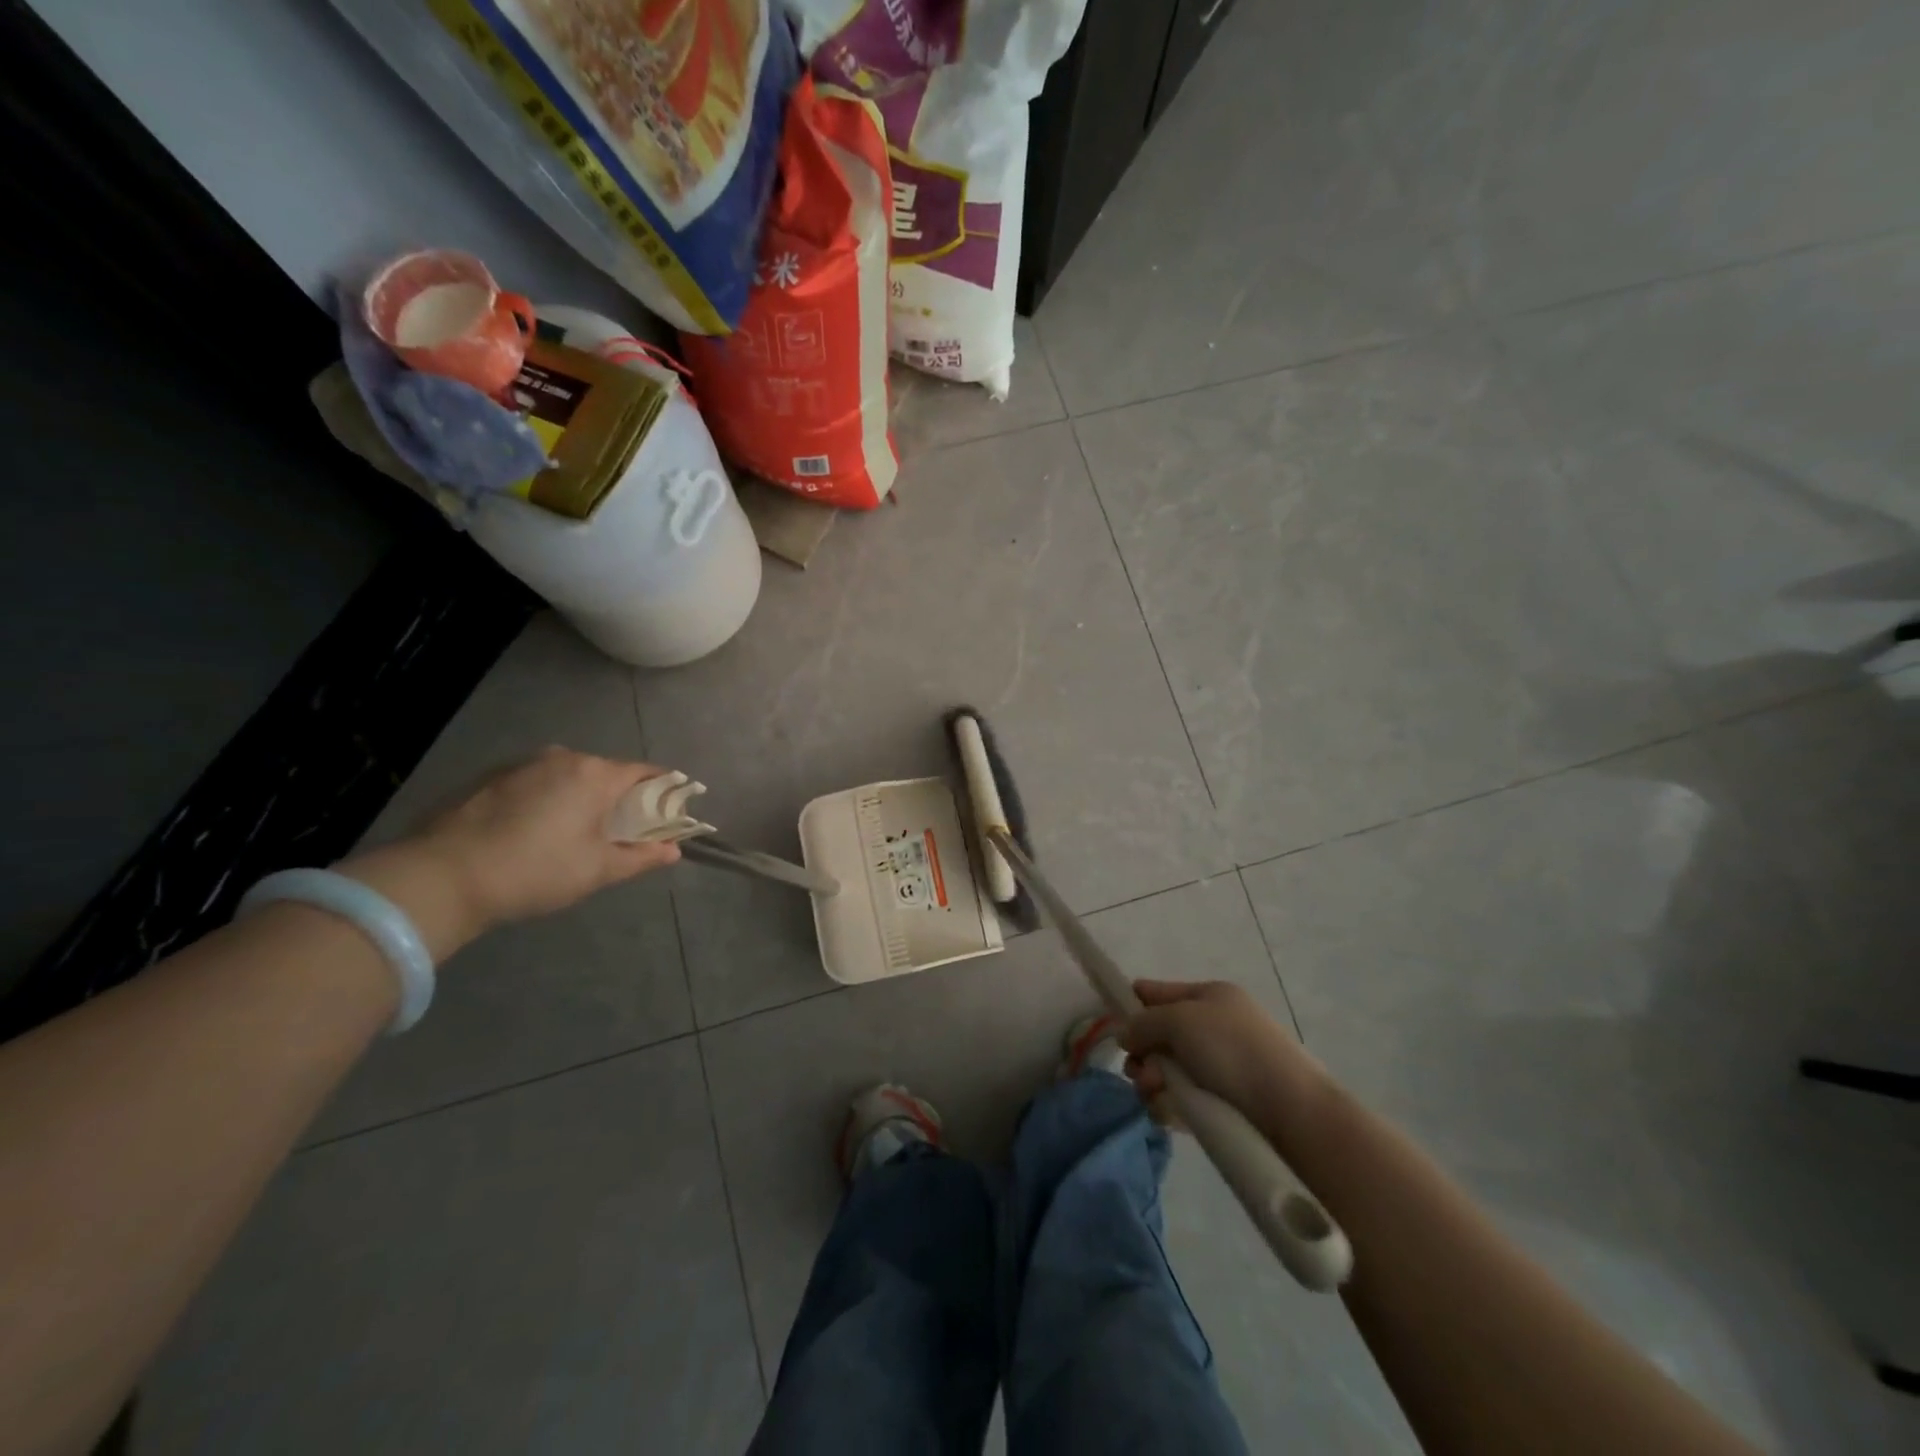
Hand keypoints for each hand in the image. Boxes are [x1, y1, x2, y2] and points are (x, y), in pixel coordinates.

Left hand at [418, 747, 682, 926]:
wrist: (440, 877)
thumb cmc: (534, 871)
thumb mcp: (597, 870)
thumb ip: (641, 857)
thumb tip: (673, 851)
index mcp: (594, 774)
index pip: (646, 773)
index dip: (665, 791)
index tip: (673, 812)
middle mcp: (562, 757)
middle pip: (607, 773)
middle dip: (621, 799)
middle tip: (622, 833)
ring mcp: (521, 765)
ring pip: (569, 777)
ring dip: (581, 799)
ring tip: (575, 836)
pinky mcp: (489, 778)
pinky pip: (537, 783)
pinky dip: (548, 801)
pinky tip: (535, 833)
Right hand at [1121, 980, 1322, 1124]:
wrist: (1292, 1111)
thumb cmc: (1233, 1050)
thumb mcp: (1180, 1020)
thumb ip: (1144, 1022)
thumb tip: (1127, 1035)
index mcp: (1209, 996)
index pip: (1158, 992)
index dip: (1132, 1005)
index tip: (1114, 1028)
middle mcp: (1214, 1027)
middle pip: (1159, 1036)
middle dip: (1143, 1054)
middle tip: (1141, 1073)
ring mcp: (1220, 1067)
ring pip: (1167, 1071)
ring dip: (1152, 1082)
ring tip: (1156, 1096)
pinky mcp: (1224, 1104)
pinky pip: (1182, 1100)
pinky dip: (1170, 1106)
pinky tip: (1167, 1115)